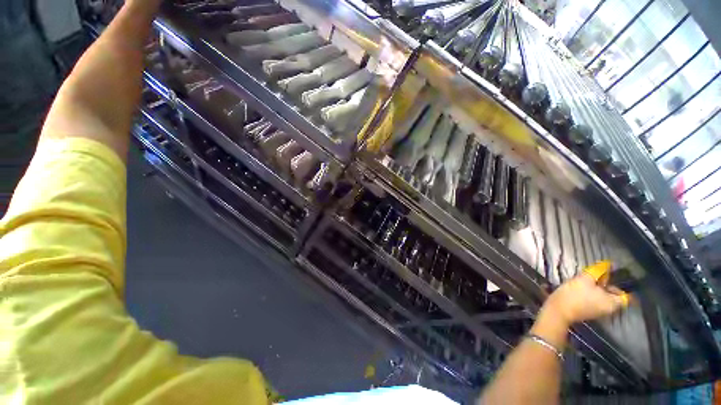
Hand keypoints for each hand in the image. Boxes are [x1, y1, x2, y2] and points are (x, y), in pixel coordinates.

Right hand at [542, 269, 628, 326]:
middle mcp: (609, 309)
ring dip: (598, 289)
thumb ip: (597, 271)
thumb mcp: (585, 279)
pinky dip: (592, 294)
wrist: (558, 310)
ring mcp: (599, 312)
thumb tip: (607, 264)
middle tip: (596, 277)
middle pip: (614, 296)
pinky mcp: (589, 312)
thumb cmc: (575, 295)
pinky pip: (596, 301)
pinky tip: (580, 289)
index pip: (626, 296)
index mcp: (613, 303)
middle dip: (607, 286)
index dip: (622, 286)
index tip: (614, 279)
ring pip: (604, 298)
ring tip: (586, 281)